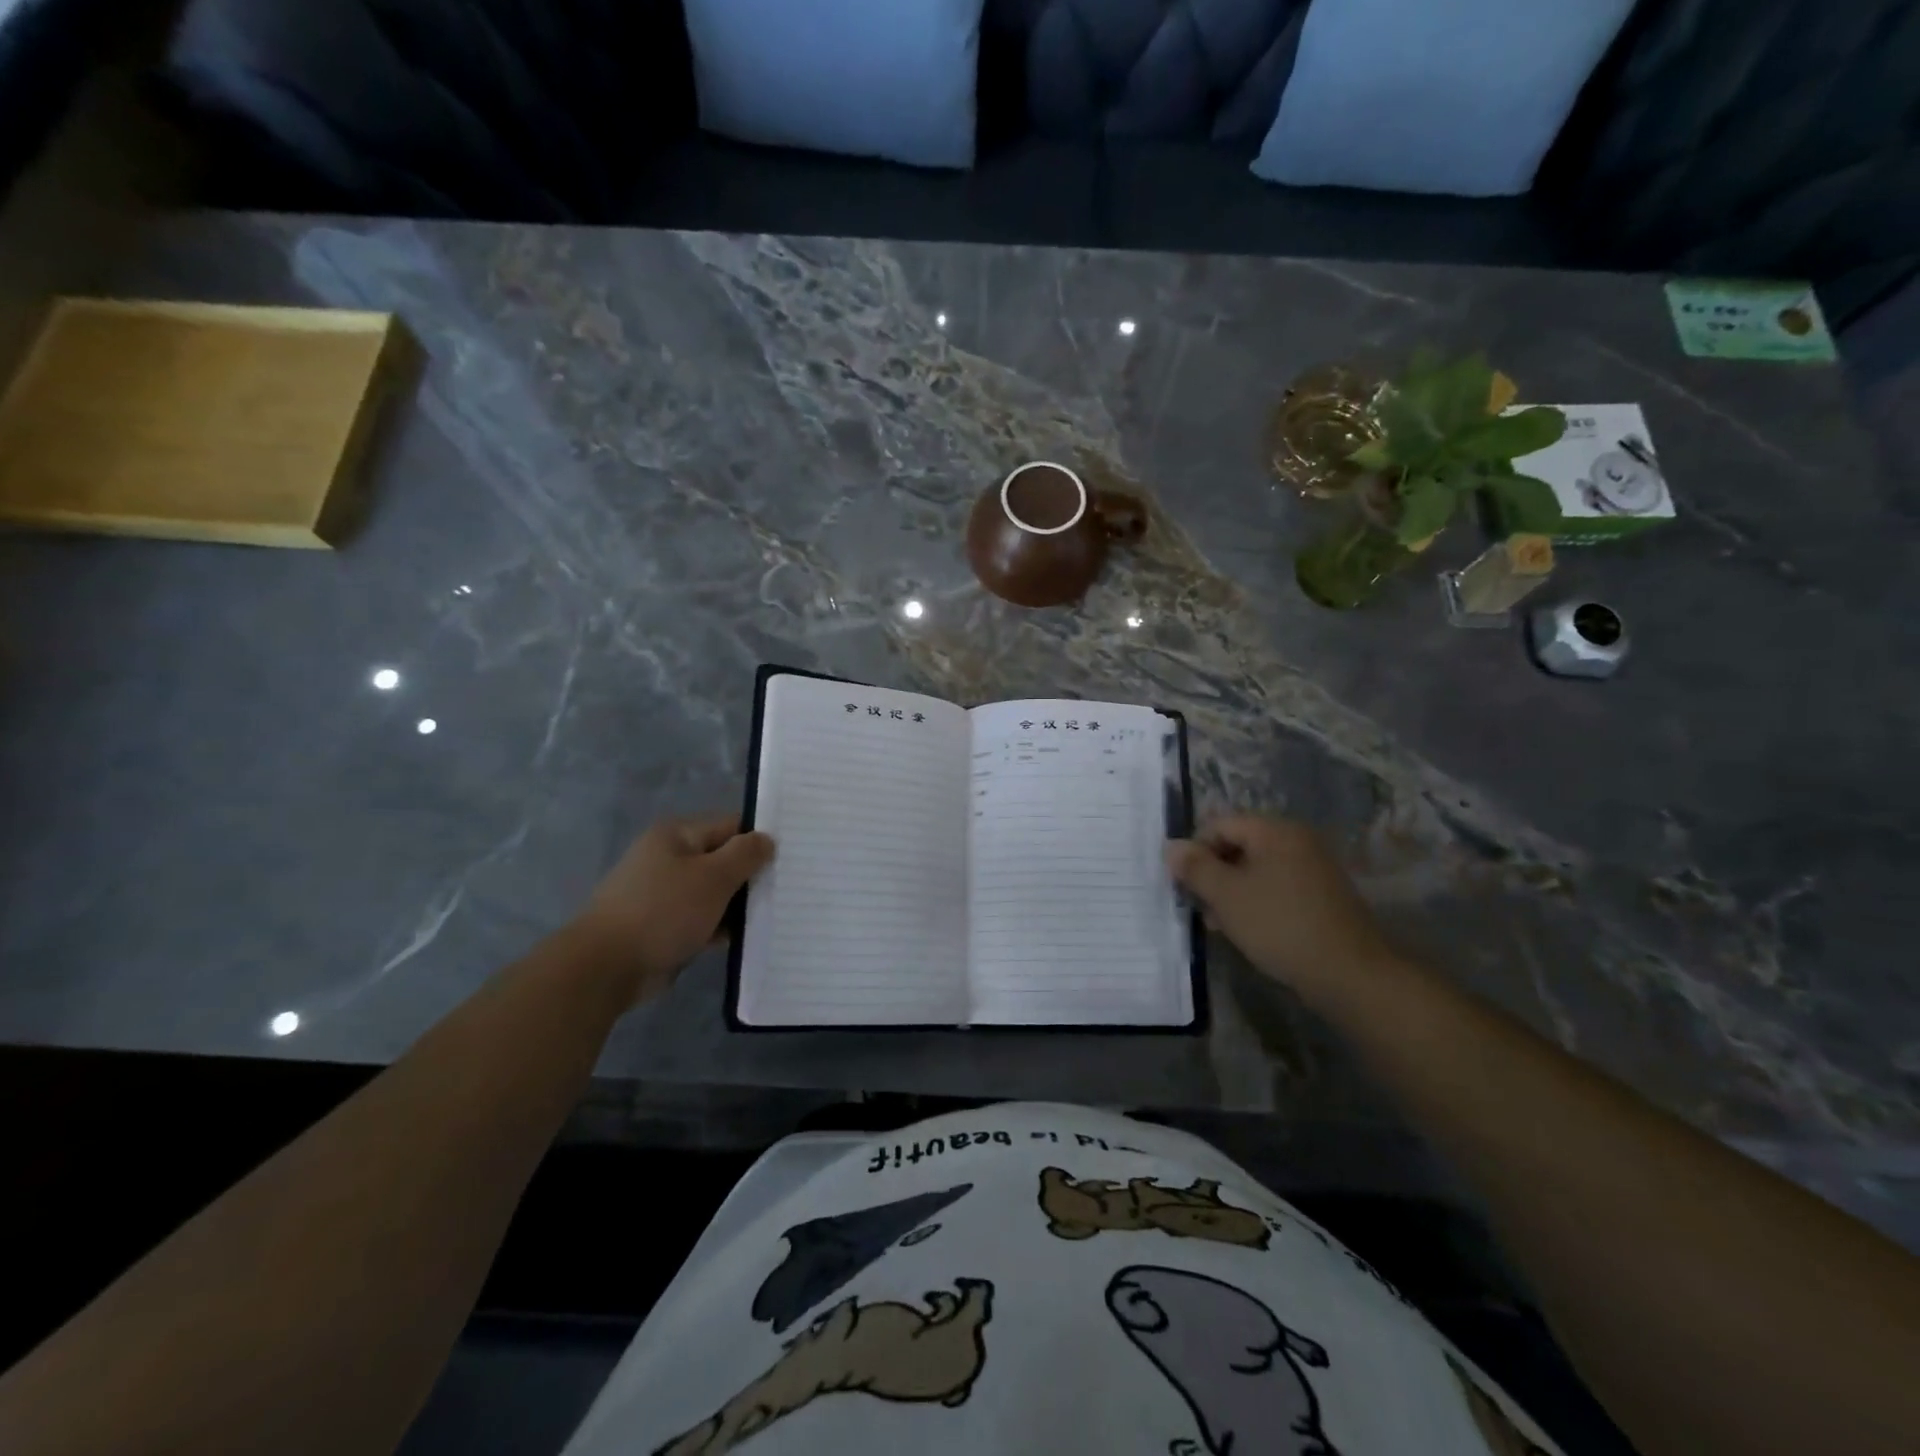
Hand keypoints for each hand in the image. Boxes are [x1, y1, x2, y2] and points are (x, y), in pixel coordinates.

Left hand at [573, 813, 774, 1001]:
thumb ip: (745, 854)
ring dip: (738, 906)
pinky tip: (747, 939)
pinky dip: (720, 928)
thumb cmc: (663, 911)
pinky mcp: (662, 926)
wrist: (606, 968)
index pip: (731, 825)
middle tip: (788, 889)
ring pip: (714, 893)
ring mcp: (663, 894)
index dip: (760, 839)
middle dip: (751, 876)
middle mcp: (668, 858)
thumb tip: (766, 839)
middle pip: (723, 859)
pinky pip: (702, 920)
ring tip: (775, 915)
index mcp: (677, 835)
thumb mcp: (714, 877)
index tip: (790, 858)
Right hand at [1167, 815, 1396, 1007]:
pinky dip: (1256, 902)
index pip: (1219, 825)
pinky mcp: (1322, 896)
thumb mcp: (1226, 896)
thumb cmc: (1280, 925)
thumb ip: (1195, 868)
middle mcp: (1297, 840)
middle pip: (1238, 845)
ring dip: (1231, 892)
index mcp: (1275, 831)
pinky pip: (1277, 887)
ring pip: (1256, 870)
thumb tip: (1171, 847)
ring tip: (1219, 923)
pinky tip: (1247, 930)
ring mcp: (1313, 868)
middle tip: (1199, 906)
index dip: (1194, 851)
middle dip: (1213, 874)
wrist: (1350, 974)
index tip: (1183, 885)